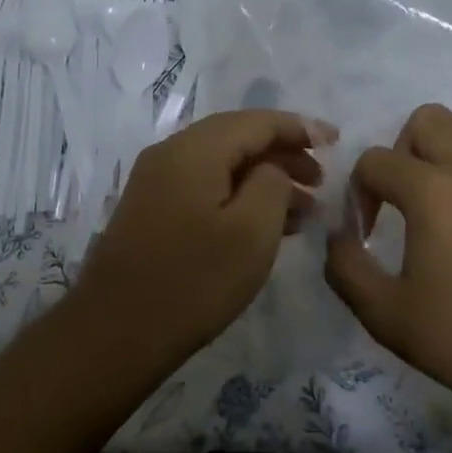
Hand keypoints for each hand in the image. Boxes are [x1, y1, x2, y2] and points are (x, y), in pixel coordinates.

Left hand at [76, 109, 329, 362]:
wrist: (115, 331)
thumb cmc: (193, 280)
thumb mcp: (252, 231)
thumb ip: (273, 183)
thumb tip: (271, 167)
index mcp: (194, 149)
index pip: (256, 121)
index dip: (299, 128)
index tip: (336, 141)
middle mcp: (170, 153)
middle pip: (237, 137)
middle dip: (283, 154)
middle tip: (321, 182)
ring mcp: (156, 181)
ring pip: (221, 164)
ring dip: (263, 178)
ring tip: (303, 209)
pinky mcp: (151, 209)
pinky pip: (204, 186)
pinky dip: (238, 195)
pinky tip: (264, 225)